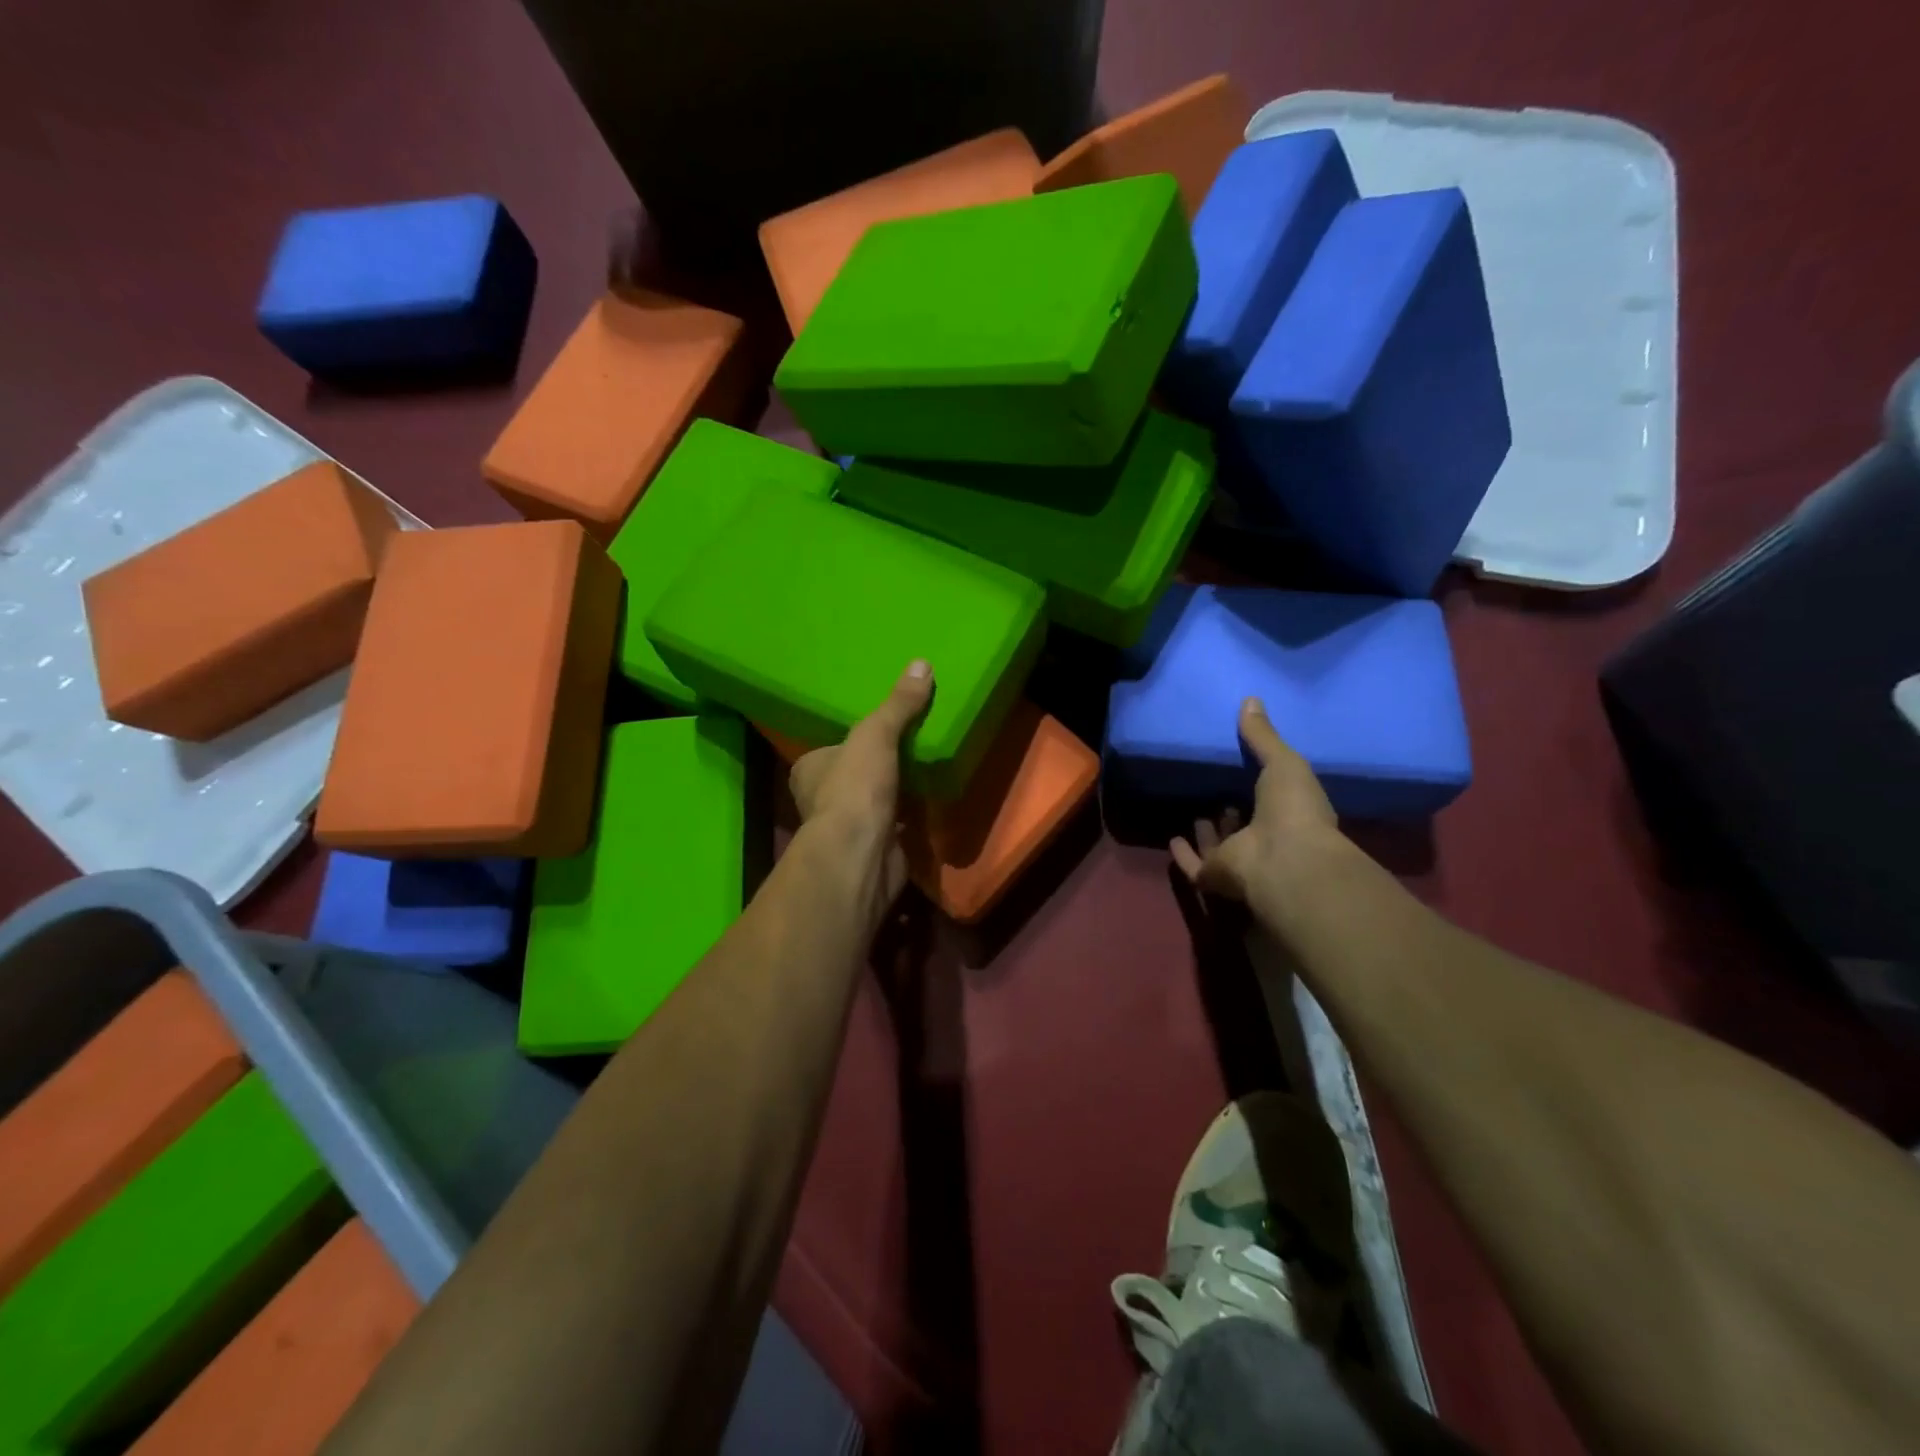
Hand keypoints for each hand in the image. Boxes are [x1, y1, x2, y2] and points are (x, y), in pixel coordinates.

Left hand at [789, 661, 933, 912]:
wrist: (861, 853)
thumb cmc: (855, 787)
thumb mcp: (875, 734)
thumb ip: (898, 704)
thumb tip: (922, 663)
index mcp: (809, 770)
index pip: (831, 748)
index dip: (854, 739)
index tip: (881, 730)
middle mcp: (821, 799)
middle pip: (854, 775)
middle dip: (877, 767)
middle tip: (911, 747)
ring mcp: (847, 828)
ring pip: (874, 802)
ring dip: (895, 793)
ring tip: (925, 771)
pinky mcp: (873, 849)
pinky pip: (895, 826)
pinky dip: (910, 818)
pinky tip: (930, 805)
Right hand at [1171, 698, 1339, 911]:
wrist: (1284, 859)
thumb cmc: (1293, 809)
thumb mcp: (1282, 761)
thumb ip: (1263, 735)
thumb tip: (1250, 699)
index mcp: (1289, 816)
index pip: (1271, 800)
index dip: (1257, 787)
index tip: (1240, 769)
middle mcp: (1265, 841)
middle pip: (1243, 826)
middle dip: (1230, 810)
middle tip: (1214, 789)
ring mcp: (1240, 862)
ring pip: (1220, 846)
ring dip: (1209, 833)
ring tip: (1196, 811)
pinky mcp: (1214, 876)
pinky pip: (1194, 865)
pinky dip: (1184, 855)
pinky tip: (1173, 840)